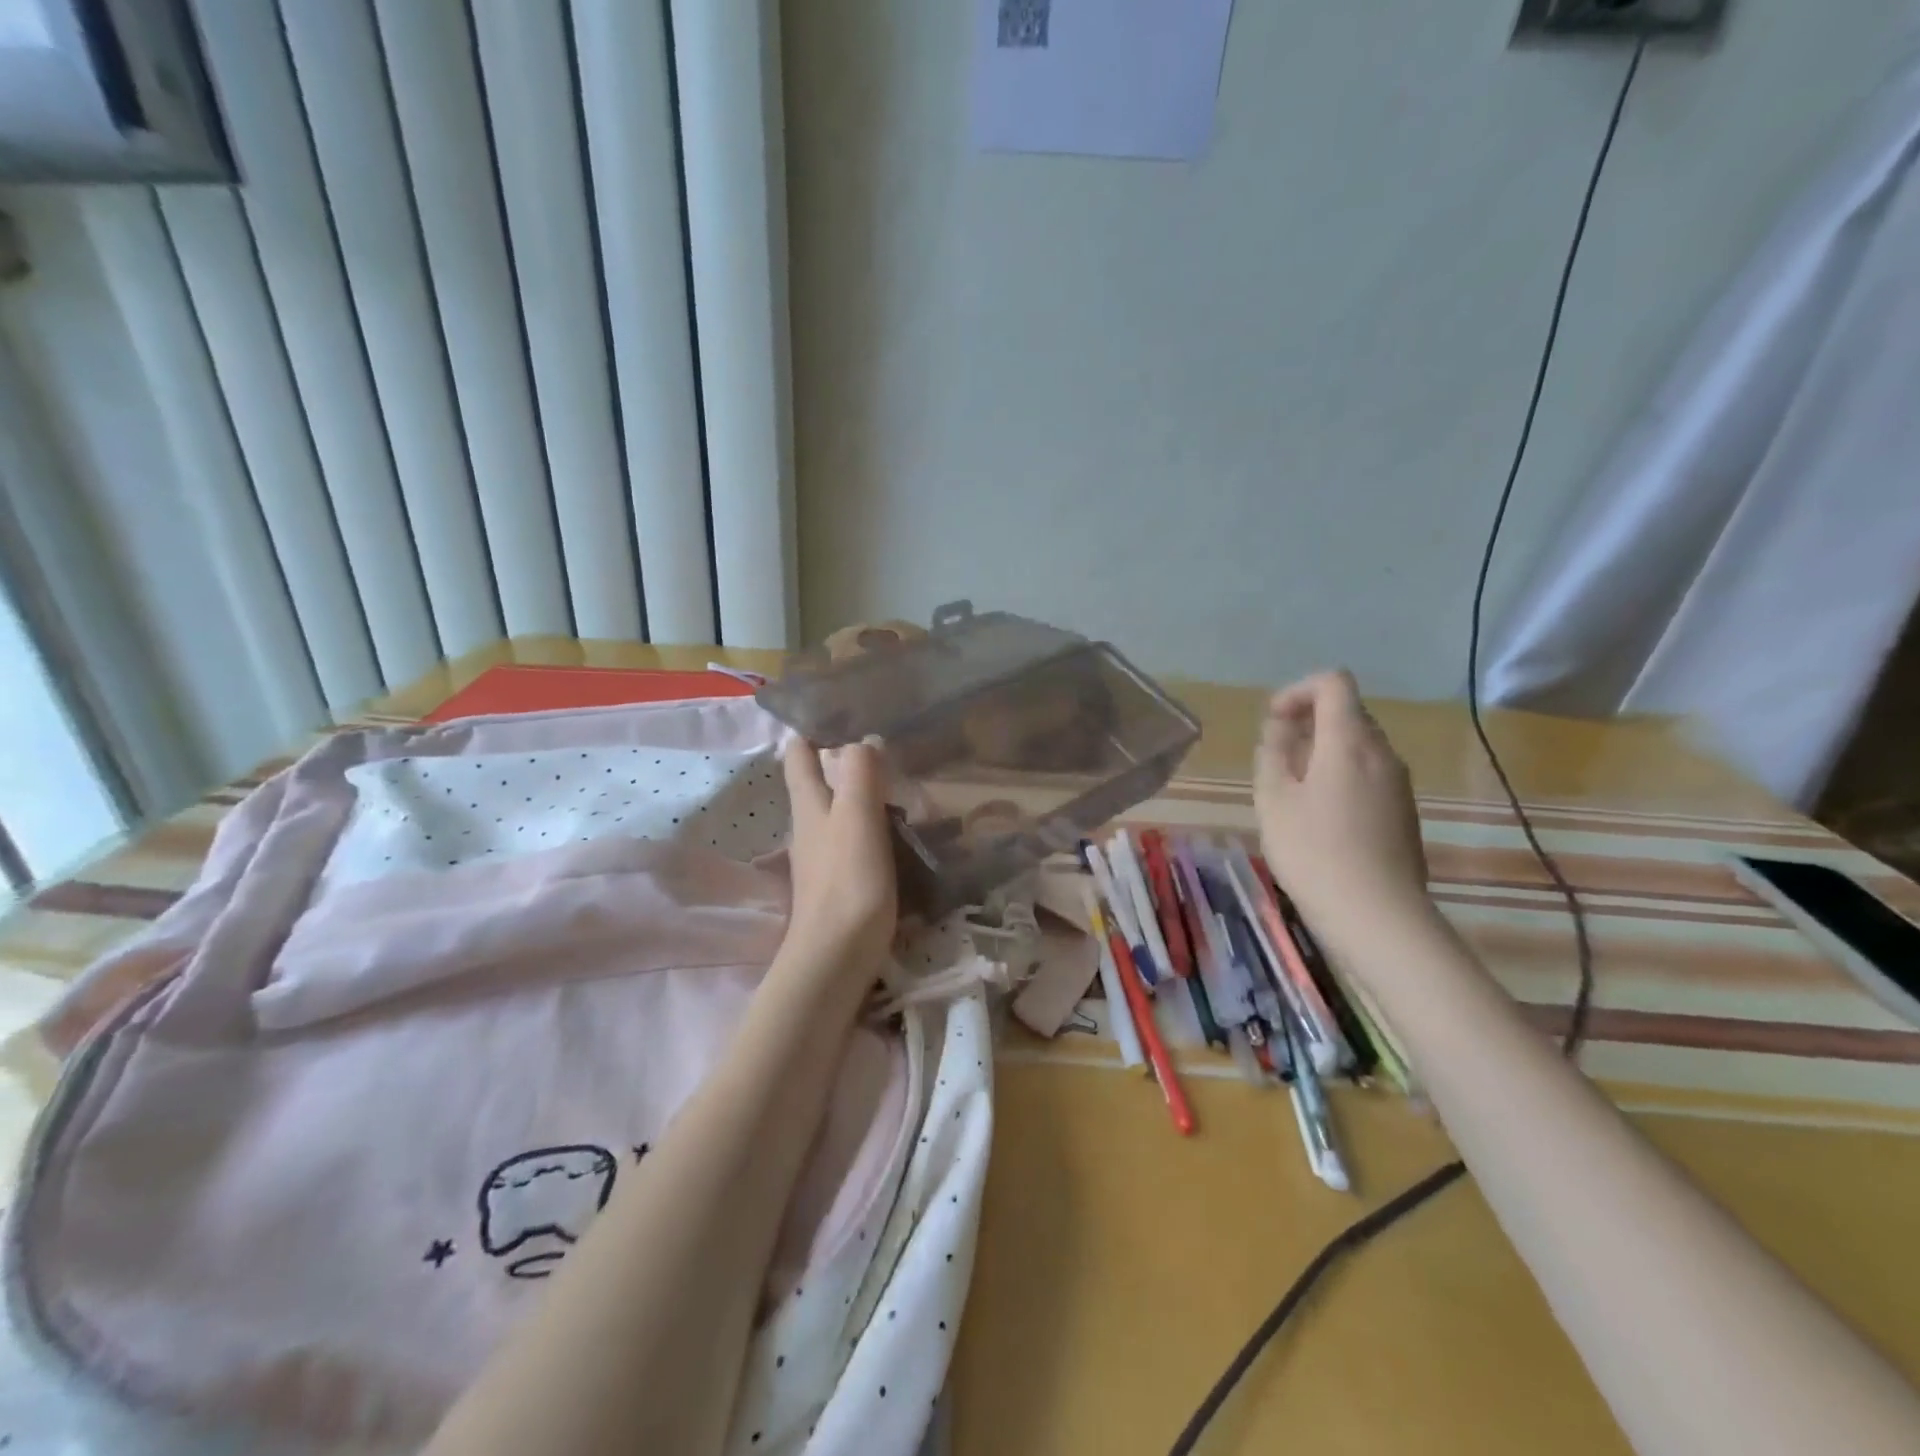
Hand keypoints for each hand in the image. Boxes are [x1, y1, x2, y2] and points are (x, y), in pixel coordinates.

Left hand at [780, 737, 898, 978]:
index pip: (798, 756)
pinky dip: (869, 826)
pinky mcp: (838, 882)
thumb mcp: (856, 816)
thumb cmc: (848, 880)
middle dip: (838, 761)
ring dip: (858, 794)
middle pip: (816, 783)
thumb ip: (859, 773)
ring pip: (836, 812)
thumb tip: (863, 740)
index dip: (810, 732)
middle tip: (879, 749)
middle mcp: (808, 826)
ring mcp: (821, 856)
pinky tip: (894, 831)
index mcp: (808, 804)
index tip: (838, 715)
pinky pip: (852, 840)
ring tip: (896, 786)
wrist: (837, 956)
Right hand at [1254, 671, 1431, 944]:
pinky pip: (1370, 775)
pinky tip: (1321, 819)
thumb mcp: (1273, 800)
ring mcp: (1399, 784)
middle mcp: (1382, 753)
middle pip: (1347, 713)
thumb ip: (1272, 754)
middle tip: (1276, 759)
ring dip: (1323, 753)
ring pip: (1359, 746)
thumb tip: (1280, 729)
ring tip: (1293, 792)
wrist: (1377, 916)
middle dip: (1308, 723)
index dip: (1297, 691)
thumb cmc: (1313, 852)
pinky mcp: (1404, 813)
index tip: (1272, 722)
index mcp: (1349, 742)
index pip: (1333, 683)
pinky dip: (1341, 777)